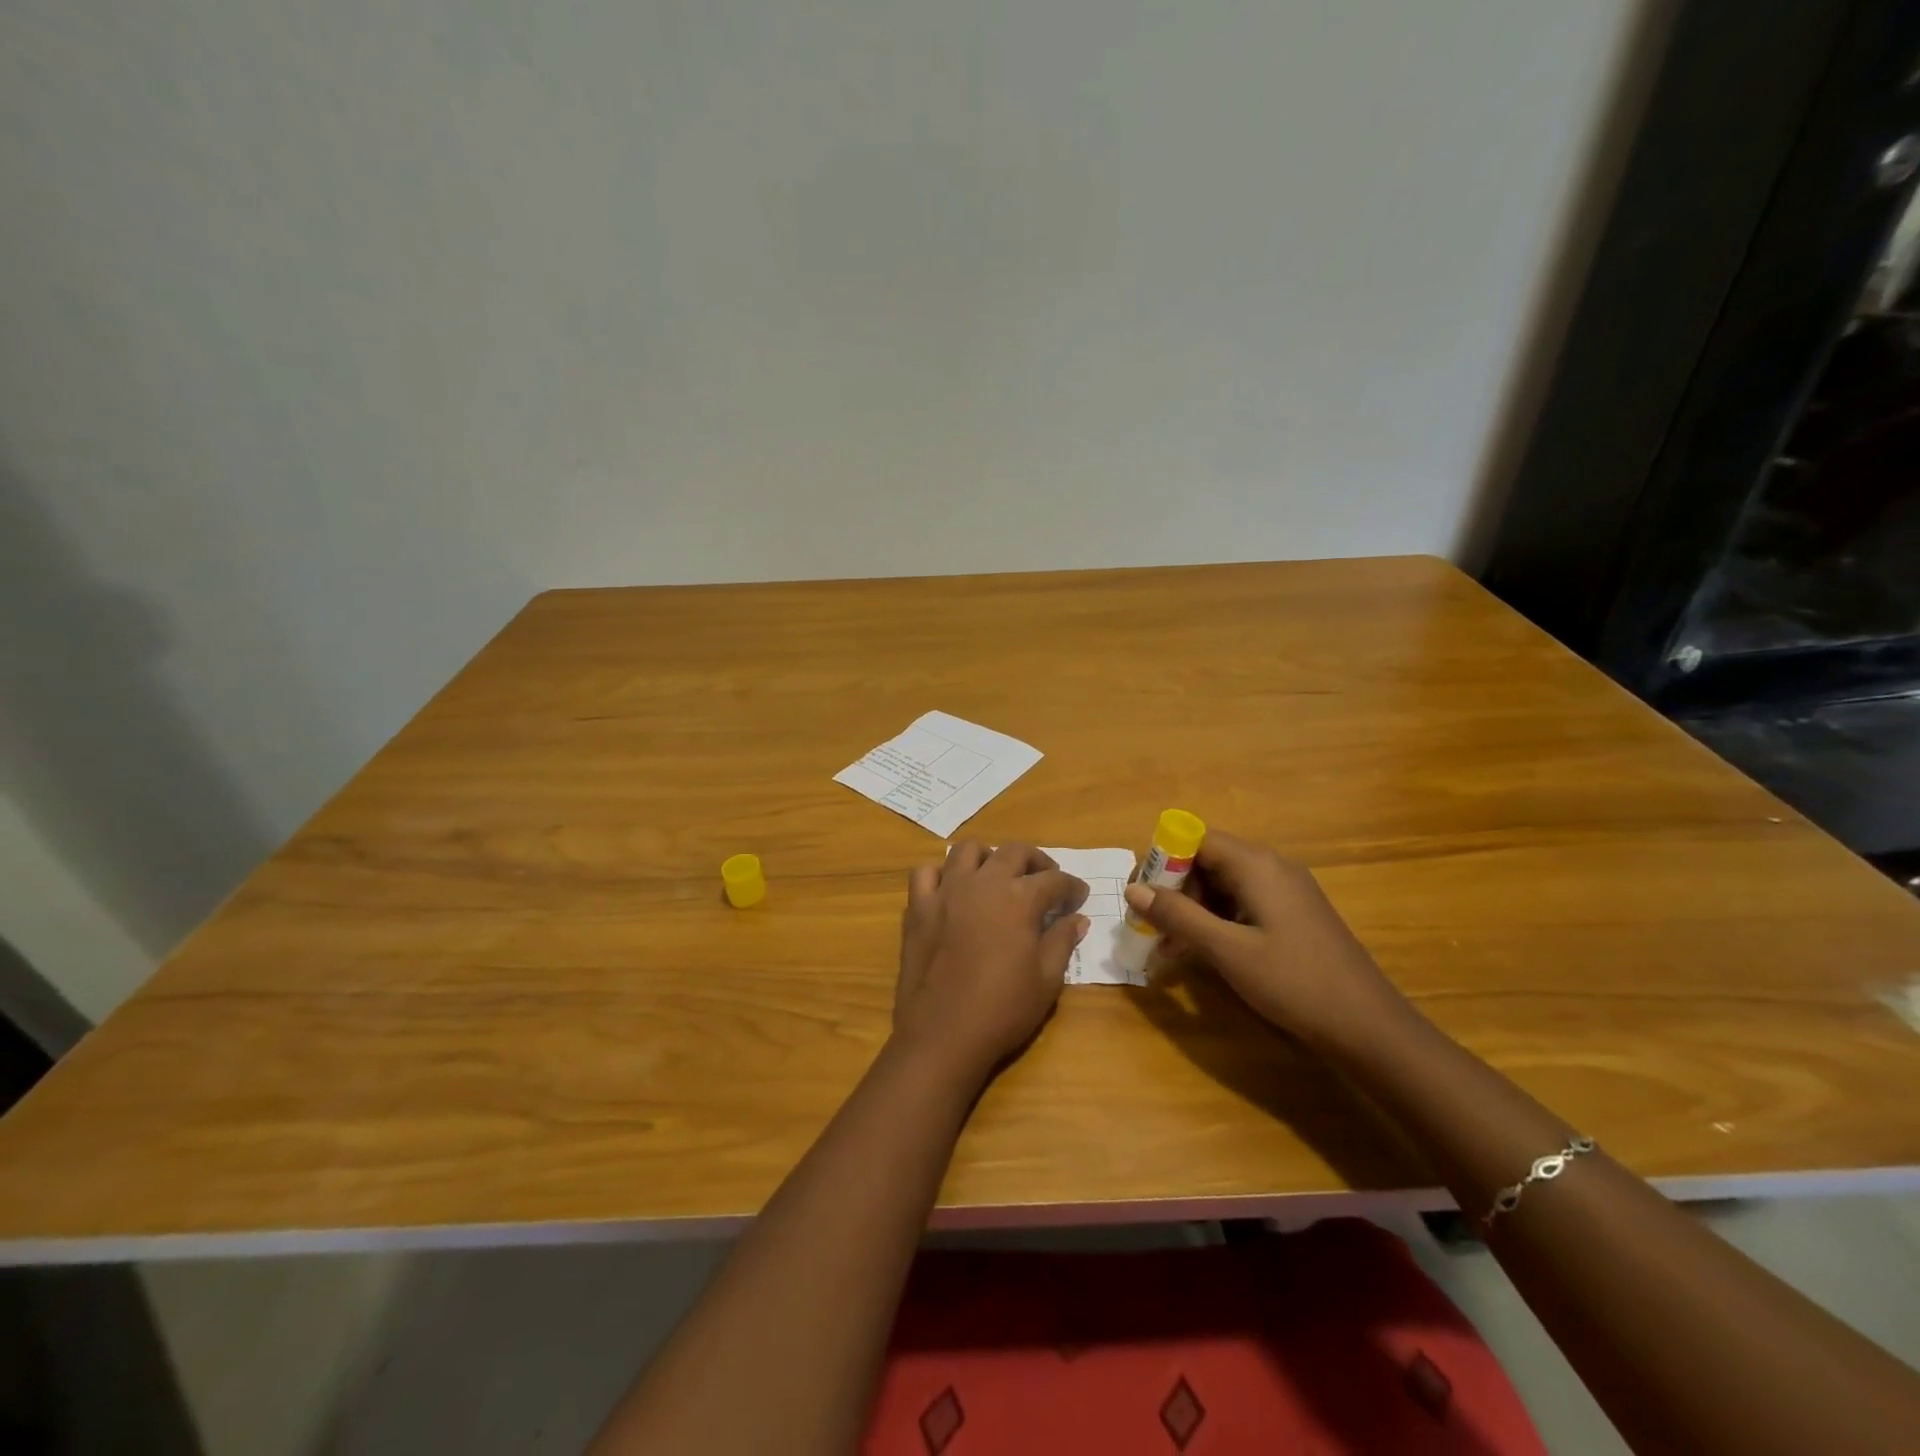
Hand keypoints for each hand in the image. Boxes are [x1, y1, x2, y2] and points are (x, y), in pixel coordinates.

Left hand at [892, 841, 1088, 1084]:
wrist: (942, 1034)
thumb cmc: (1002, 1010)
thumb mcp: (1046, 980)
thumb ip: (1062, 941)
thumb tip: (1077, 919)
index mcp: (1019, 899)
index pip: (1054, 880)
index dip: (1072, 886)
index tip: (1079, 897)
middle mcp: (983, 883)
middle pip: (1014, 852)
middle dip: (1037, 861)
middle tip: (1046, 880)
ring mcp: (946, 891)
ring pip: (967, 850)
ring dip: (988, 857)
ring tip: (998, 877)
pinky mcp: (918, 907)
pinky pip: (925, 873)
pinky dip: (941, 875)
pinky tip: (952, 891)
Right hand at [1121, 829, 1403, 1050]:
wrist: (1368, 1027)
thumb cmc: (1293, 982)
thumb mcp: (1226, 951)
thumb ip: (1178, 916)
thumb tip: (1132, 889)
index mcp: (1256, 864)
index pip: (1196, 839)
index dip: (1163, 862)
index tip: (1143, 897)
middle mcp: (1272, 867)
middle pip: (1208, 860)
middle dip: (1176, 891)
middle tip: (1156, 930)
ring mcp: (1287, 891)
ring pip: (1224, 885)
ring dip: (1194, 911)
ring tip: (1174, 950)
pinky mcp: (1294, 915)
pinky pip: (1243, 903)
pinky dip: (1218, 921)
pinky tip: (1207, 954)